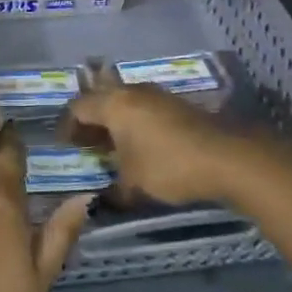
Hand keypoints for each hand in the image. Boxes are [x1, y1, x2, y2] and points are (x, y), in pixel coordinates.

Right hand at [58, 77, 250, 206]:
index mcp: (114, 104)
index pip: (78, 107)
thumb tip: (102, 199)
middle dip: (90, 121)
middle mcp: (132, 92)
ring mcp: (157, 95)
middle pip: (100, 99)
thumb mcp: (133, 183)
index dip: (67, 126)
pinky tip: (138, 146)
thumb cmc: (168, 166)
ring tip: (111, 147)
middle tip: (85, 144)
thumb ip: (112, 189)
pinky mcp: (176, 105)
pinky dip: (133, 123)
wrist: (226, 157)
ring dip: (113, 121)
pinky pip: (143, 108)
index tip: (65, 146)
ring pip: (124, 102)